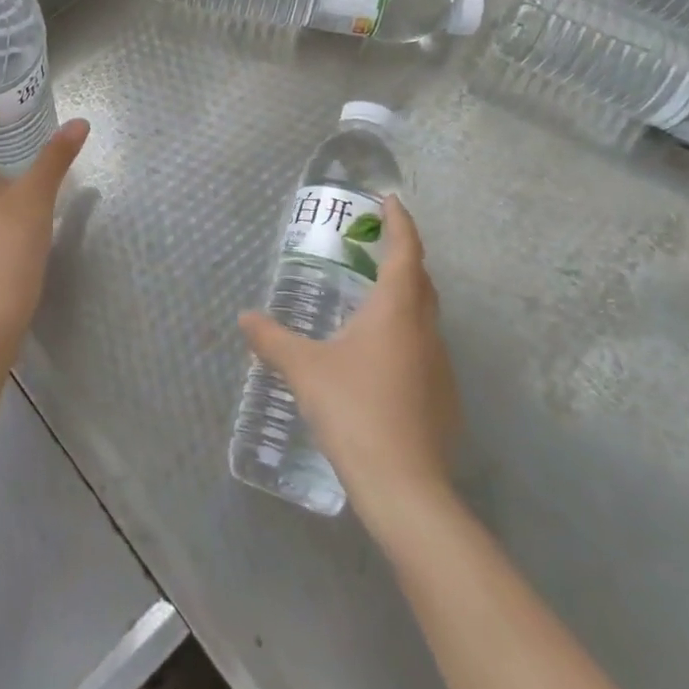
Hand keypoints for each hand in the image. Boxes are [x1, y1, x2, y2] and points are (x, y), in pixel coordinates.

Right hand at [238, 195, 461, 521]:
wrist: (404, 487)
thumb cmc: (353, 409)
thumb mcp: (304, 369)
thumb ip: (272, 339)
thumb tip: (245, 317)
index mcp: (396, 310)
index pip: (406, 250)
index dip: (400, 222)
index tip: (391, 200)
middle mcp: (425, 330)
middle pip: (421, 280)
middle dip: (402, 256)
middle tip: (374, 246)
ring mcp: (440, 366)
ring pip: (425, 317)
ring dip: (404, 299)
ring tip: (370, 301)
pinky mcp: (444, 398)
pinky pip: (425, 350)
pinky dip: (405, 337)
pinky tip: (379, 359)